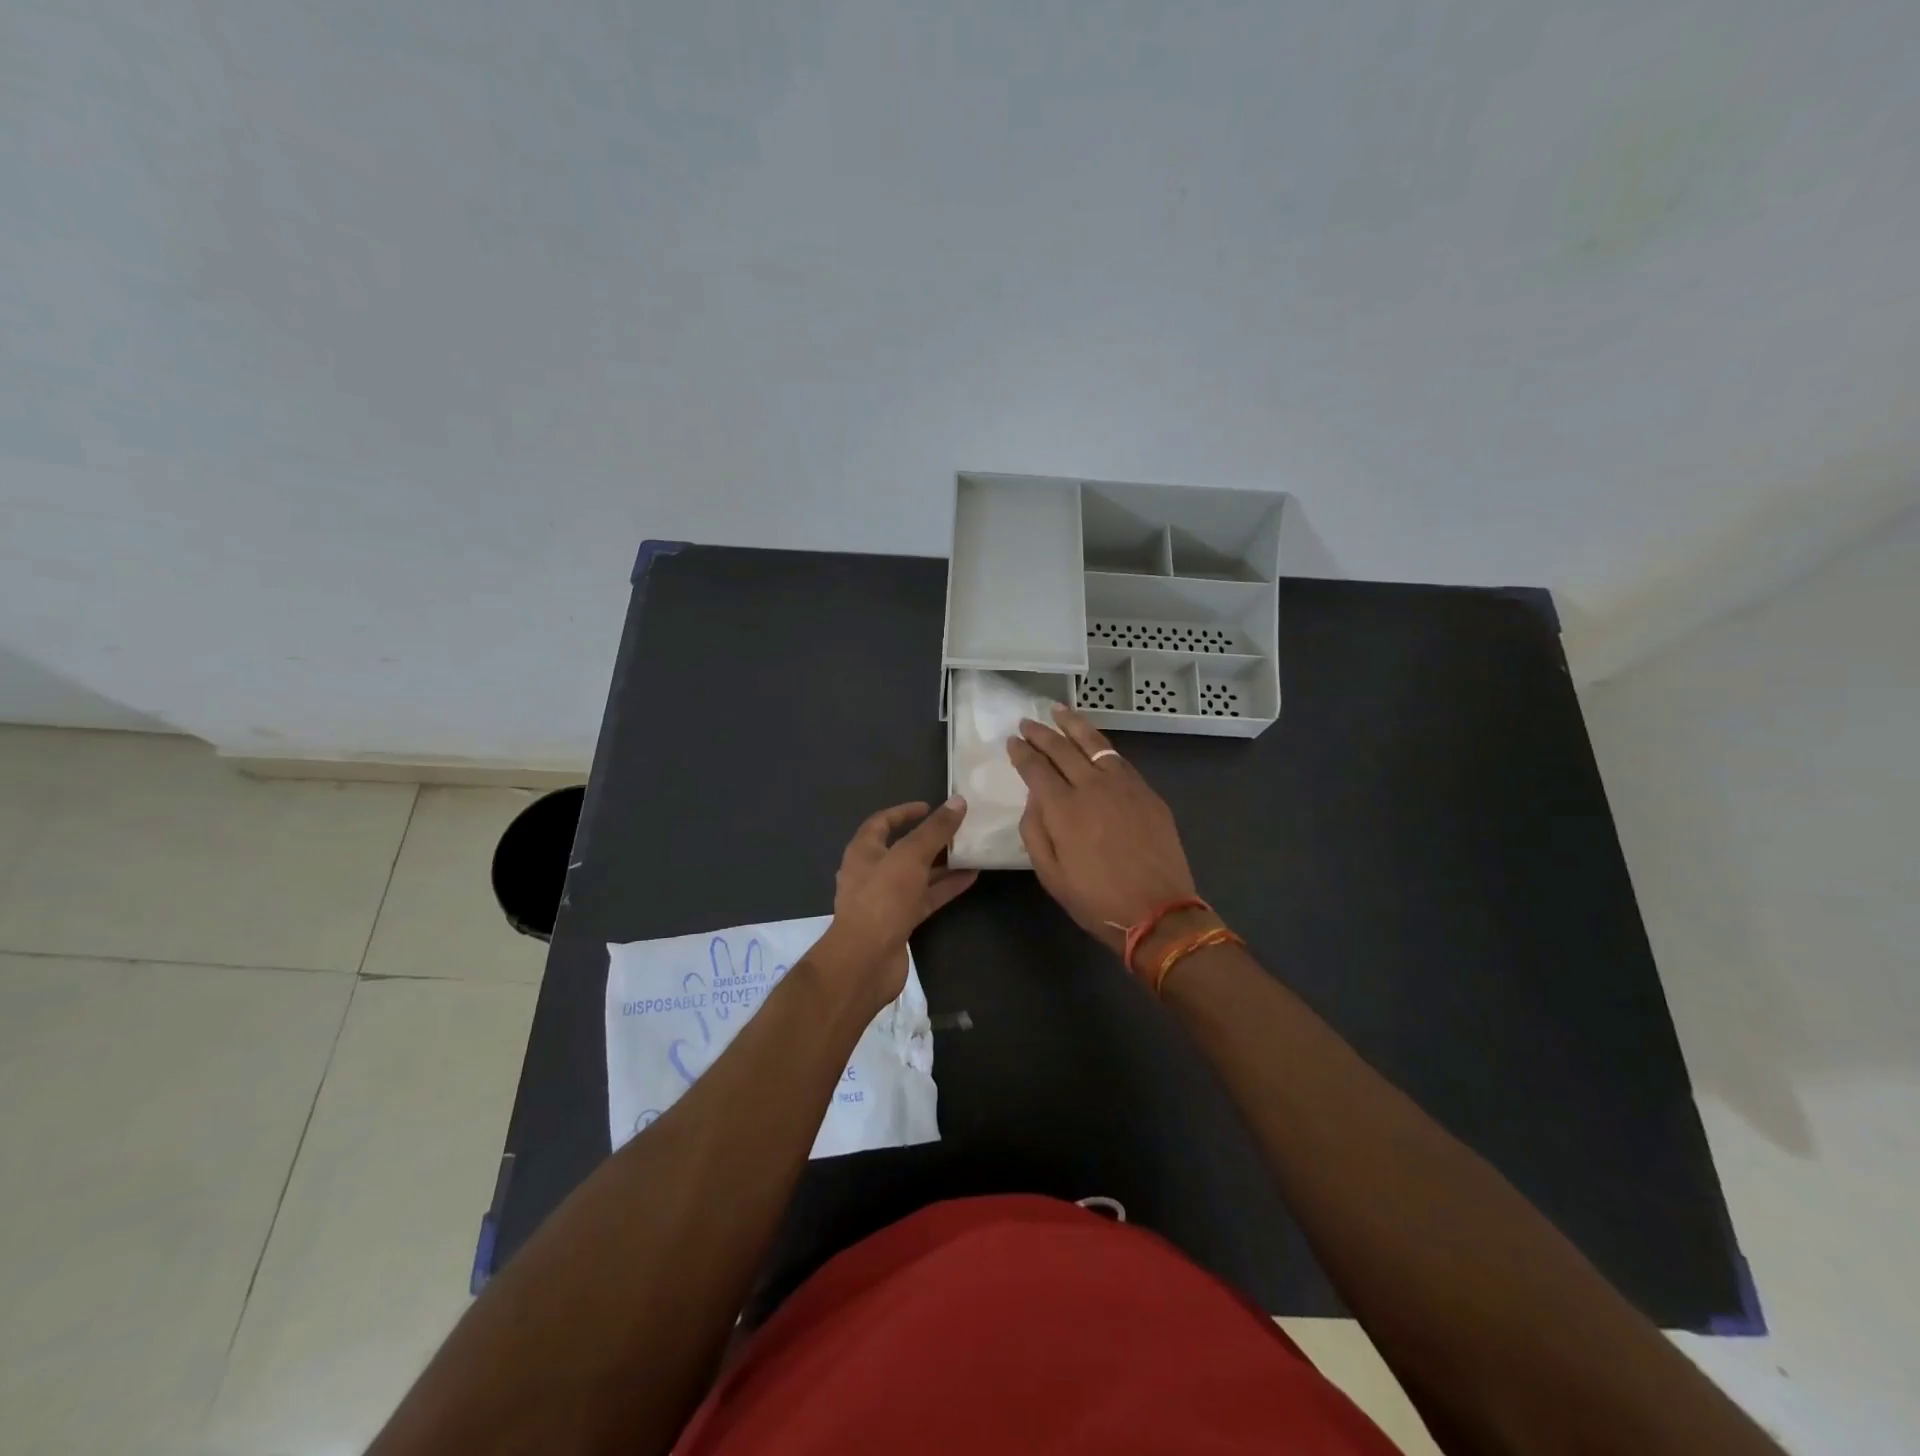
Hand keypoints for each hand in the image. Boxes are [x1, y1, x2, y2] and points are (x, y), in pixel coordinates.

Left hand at [817, 798, 976, 1012]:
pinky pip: (925, 898)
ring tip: (971, 851)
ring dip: (942, 864)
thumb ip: (935, 830)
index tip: (930, 807)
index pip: (882, 822)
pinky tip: (971, 878)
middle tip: (958, 830)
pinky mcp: (900, 922)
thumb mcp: (910, 857)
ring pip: (917, 875)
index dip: (904, 812)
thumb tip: (958, 801)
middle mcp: (871, 873)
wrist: (865, 961)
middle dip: (930, 839)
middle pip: (903, 849)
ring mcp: (885, 900)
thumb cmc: (882, 899)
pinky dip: (945, 887)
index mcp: (863, 852)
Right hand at [1008, 706, 1203, 965]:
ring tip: (1059, 711)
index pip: (1035, 768)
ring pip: (1094, 743)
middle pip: (1062, 748)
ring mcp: (1124, 785)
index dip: (1021, 752)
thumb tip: (1034, 799)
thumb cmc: (1096, 899)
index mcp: (1063, 808)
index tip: (1012, 741)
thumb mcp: (1050, 874)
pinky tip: (1094, 743)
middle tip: (1027, 722)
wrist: (1158, 912)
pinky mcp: (1147, 792)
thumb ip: (1035, 830)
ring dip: (1073, 725)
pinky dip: (1101, 745)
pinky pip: (1118, 759)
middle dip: (1041, 732)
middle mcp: (1092, 786)